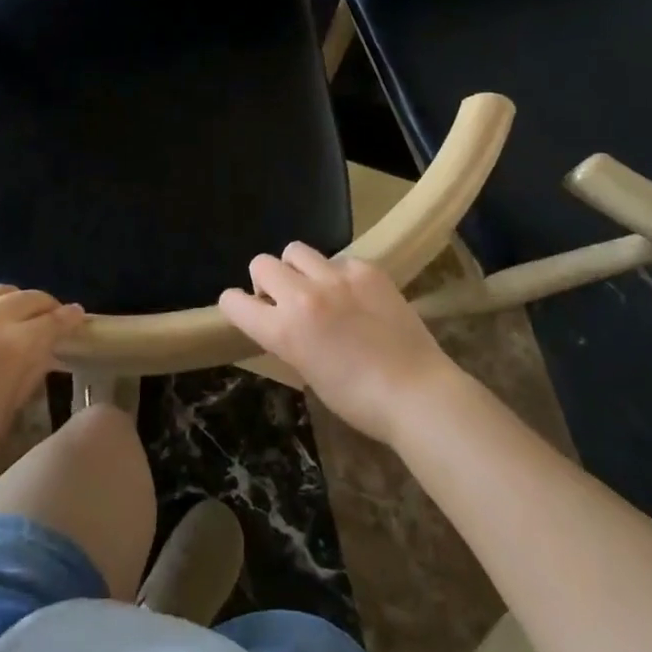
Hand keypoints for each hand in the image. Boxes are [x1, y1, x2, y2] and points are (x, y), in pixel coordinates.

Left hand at [0, 285, 85, 490]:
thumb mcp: (11, 407)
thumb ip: (32, 371)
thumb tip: (46, 351)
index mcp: (14, 344)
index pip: (52, 320)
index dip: (69, 317)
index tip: (78, 316)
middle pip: (26, 298)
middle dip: (44, 305)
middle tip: (52, 316)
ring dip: (12, 301)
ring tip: (16, 315)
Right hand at [219, 244, 460, 447]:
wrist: (417, 392)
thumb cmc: (359, 400)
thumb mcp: (308, 371)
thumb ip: (288, 338)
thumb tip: (284, 321)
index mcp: (283, 331)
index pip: (233, 302)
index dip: (235, 305)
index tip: (246, 310)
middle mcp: (303, 296)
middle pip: (261, 263)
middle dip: (266, 281)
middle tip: (285, 300)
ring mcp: (336, 278)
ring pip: (295, 250)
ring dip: (298, 269)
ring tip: (319, 288)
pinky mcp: (366, 270)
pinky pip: (338, 259)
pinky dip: (339, 274)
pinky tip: (356, 295)